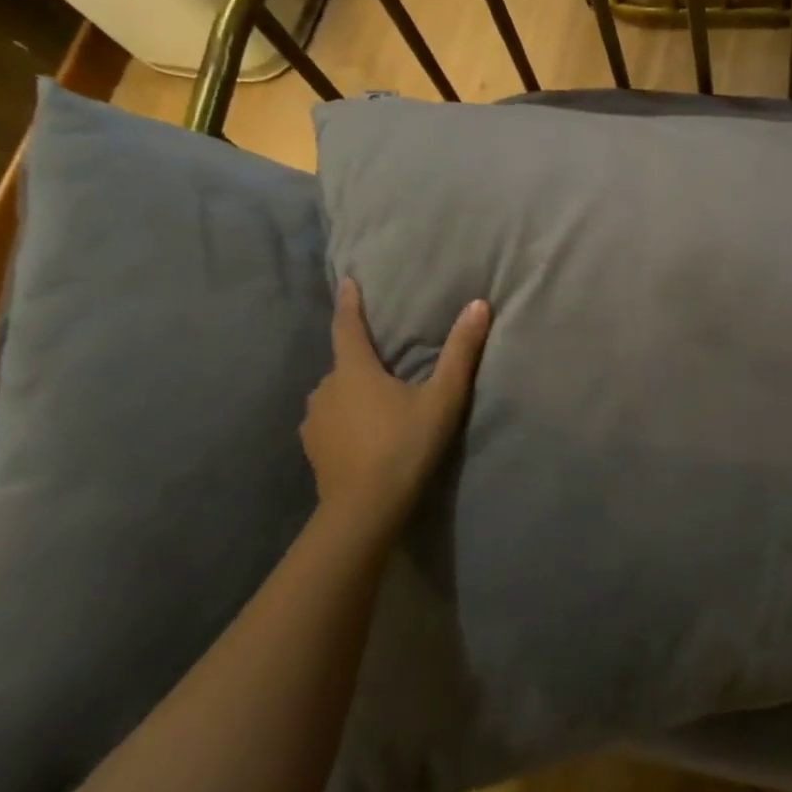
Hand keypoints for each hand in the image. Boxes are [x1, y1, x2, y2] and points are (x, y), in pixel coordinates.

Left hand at [303, 279, 490, 527]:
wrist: (364, 509)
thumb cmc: (405, 446)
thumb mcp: (442, 398)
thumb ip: (460, 352)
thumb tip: (479, 305)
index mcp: (354, 370)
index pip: (347, 326)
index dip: (349, 303)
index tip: (348, 281)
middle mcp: (325, 388)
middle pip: (344, 364)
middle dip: (362, 360)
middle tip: (386, 364)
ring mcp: (314, 420)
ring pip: (335, 394)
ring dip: (352, 392)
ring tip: (377, 404)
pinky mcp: (312, 448)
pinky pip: (328, 421)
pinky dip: (344, 419)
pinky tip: (361, 434)